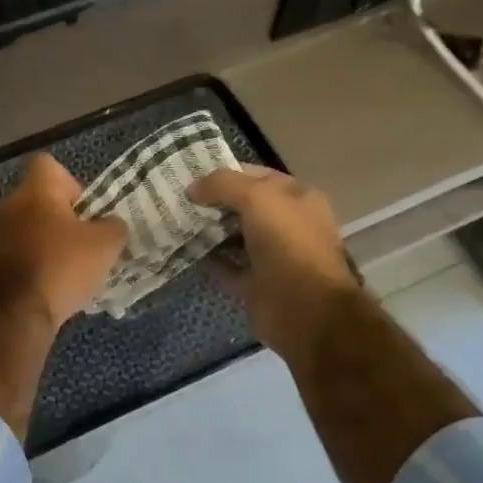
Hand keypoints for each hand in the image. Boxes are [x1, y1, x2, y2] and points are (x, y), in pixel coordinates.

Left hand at [0, 154, 126, 331]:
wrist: (13, 314)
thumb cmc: (61, 266)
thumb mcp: (106, 245)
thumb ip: (114, 226)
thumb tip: (111, 224)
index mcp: (35, 189)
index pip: (48, 164)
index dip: (72, 182)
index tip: (86, 209)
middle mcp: (9, 204)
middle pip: (41, 199)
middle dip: (64, 218)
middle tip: (86, 242)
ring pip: (29, 228)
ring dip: (50, 243)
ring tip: (73, 269)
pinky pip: (19, 253)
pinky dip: (36, 264)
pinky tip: (53, 287)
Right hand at [189, 165, 363, 366]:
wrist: (306, 310)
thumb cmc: (287, 244)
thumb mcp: (257, 198)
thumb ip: (223, 184)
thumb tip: (193, 188)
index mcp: (297, 198)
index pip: (257, 176)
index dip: (226, 172)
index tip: (191, 175)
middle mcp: (287, 224)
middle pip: (244, 206)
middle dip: (214, 201)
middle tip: (177, 198)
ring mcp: (273, 256)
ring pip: (234, 236)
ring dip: (209, 230)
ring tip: (175, 221)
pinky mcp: (257, 284)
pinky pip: (228, 267)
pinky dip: (209, 260)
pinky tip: (185, 250)